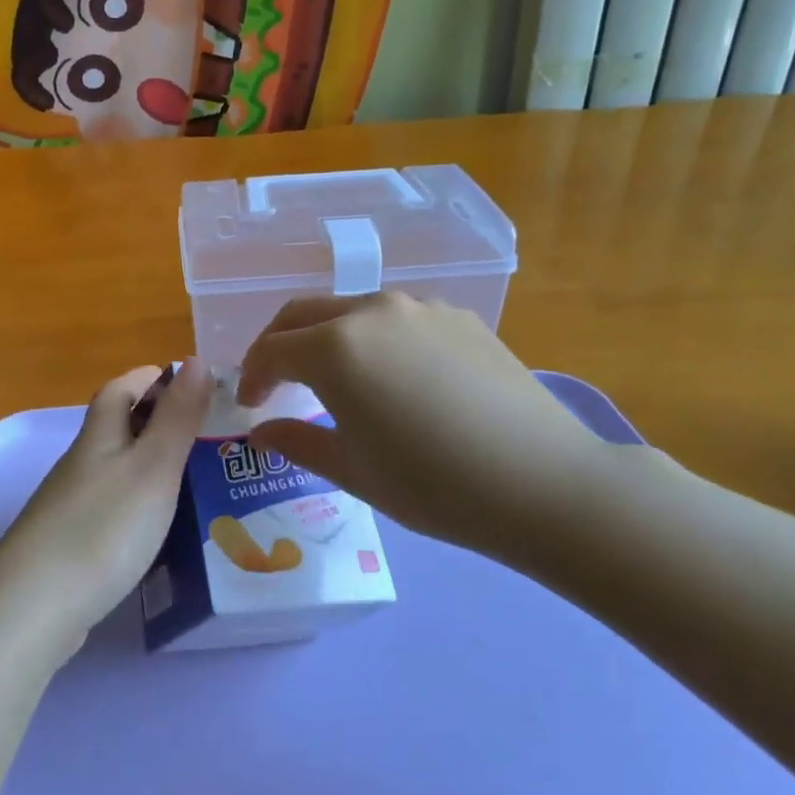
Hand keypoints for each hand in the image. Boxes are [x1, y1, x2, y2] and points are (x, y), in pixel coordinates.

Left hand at [0, 361, 208, 652]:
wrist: (33, 608)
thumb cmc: (102, 528)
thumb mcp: (152, 467)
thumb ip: (176, 417)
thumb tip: (195, 359)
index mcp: (98, 437)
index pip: (120, 389)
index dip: (150, 377)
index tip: (188, 379)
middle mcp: (80, 464)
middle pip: (116, 428)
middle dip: (156, 421)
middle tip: (206, 433)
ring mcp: (70, 506)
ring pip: (115, 470)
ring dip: (150, 465)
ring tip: (196, 480)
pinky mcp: (69, 545)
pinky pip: (111, 508)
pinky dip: (138, 505)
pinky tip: (158, 529)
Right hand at [238, 294, 621, 567]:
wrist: (544, 482)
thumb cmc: (433, 485)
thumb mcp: (353, 471)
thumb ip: (298, 441)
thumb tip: (262, 429)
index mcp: (335, 347)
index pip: (272, 349)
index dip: (252, 376)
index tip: (250, 404)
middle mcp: (372, 311)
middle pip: (304, 314)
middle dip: (278, 344)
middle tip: (275, 381)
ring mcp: (421, 308)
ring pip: (352, 310)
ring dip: (327, 338)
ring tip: (335, 380)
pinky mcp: (459, 317)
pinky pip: (399, 319)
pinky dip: (375, 339)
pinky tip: (395, 378)